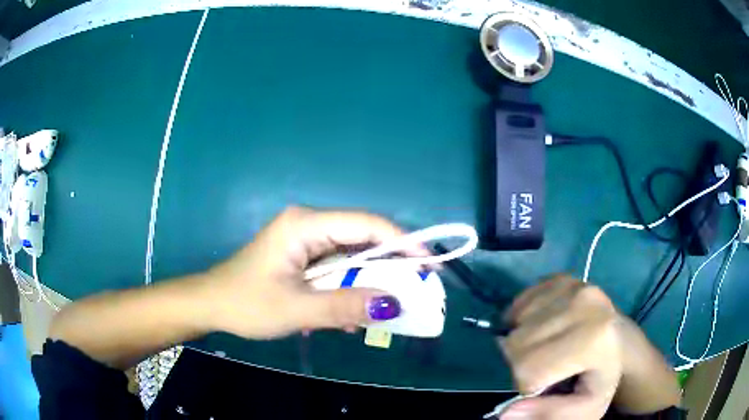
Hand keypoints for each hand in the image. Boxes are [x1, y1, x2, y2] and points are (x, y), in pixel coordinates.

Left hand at [204, 206, 426, 339]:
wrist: (211, 305)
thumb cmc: (246, 304)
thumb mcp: (296, 309)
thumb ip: (344, 306)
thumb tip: (394, 304)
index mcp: (305, 225)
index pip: (366, 225)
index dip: (402, 242)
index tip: (428, 265)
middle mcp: (308, 225)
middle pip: (362, 239)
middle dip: (389, 266)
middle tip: (415, 290)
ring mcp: (305, 241)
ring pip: (351, 257)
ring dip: (368, 283)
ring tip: (386, 309)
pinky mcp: (302, 257)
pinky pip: (336, 269)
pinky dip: (349, 289)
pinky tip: (351, 316)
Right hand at [498, 275, 679, 418]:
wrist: (619, 342)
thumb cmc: (600, 377)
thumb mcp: (584, 408)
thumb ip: (550, 414)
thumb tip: (506, 412)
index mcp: (594, 339)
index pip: (529, 370)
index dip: (528, 386)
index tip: (546, 387)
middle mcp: (584, 303)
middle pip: (517, 345)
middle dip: (521, 365)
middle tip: (544, 368)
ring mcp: (571, 285)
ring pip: (514, 324)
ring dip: (521, 343)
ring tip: (545, 349)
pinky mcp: (560, 277)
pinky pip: (518, 303)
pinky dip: (520, 321)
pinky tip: (541, 329)